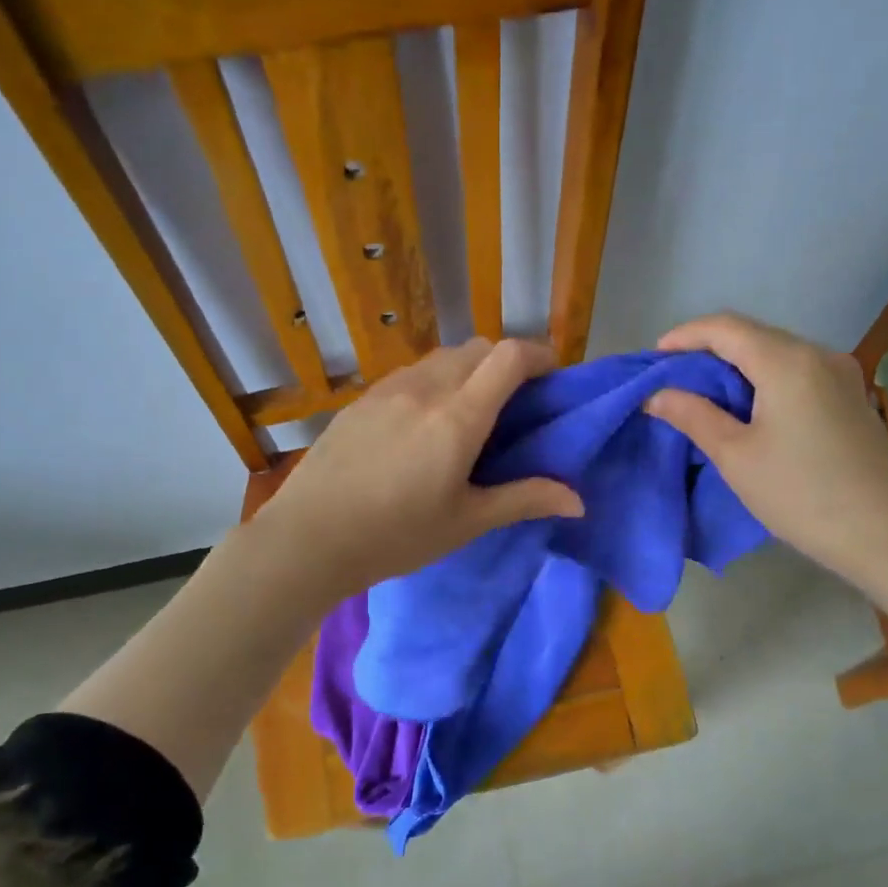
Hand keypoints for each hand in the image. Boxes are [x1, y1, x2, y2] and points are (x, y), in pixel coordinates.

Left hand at [253, 338, 583, 599]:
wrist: (309, 538)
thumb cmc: (396, 535)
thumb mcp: (466, 522)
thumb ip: (524, 499)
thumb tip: (578, 500)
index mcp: (458, 417)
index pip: (510, 357)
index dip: (540, 356)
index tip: (553, 379)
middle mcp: (425, 389)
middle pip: (479, 348)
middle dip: (507, 363)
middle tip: (515, 404)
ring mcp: (388, 390)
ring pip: (442, 358)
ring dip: (469, 370)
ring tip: (469, 414)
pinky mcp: (361, 400)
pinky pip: (411, 374)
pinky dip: (434, 382)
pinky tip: (423, 425)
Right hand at [646, 312, 887, 580]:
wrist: (885, 534)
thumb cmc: (800, 493)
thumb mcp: (735, 456)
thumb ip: (693, 416)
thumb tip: (657, 394)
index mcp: (787, 361)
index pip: (725, 327)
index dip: (684, 336)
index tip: (653, 358)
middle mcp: (818, 354)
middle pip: (753, 335)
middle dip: (708, 350)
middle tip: (673, 379)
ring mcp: (841, 374)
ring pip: (777, 353)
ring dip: (736, 366)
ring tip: (703, 394)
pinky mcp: (851, 396)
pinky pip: (797, 372)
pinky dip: (763, 379)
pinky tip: (748, 406)